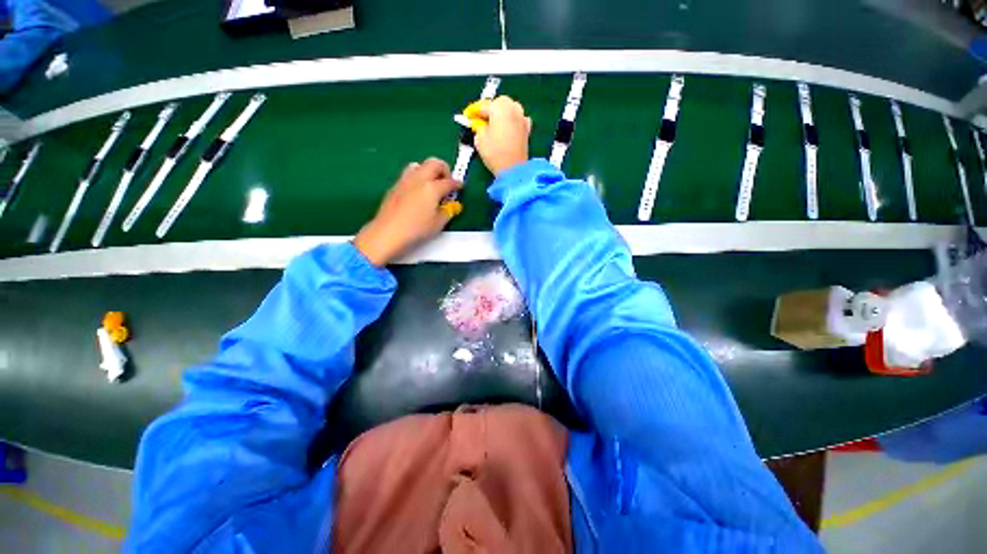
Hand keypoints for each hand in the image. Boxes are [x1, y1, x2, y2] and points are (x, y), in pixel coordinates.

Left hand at [354, 158, 461, 266]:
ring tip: (431, 185)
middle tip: (446, 182)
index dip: (457, 184)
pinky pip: (409, 174)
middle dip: (444, 170)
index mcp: (432, 187)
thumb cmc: (416, 229)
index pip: (449, 182)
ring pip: (419, 165)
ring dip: (428, 171)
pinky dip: (417, 178)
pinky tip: (418, 193)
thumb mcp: (438, 224)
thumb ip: (447, 211)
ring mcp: (404, 180)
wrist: (388, 233)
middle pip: (434, 163)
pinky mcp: (395, 186)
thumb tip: (450, 205)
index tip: (460, 187)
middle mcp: (418, 179)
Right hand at [472, 96, 531, 175]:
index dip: (473, 111)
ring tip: (493, 124)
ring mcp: (522, 117)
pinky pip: (517, 119)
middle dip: (489, 109)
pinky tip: (506, 128)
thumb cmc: (495, 153)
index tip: (467, 116)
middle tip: (480, 120)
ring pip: (510, 109)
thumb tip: (479, 123)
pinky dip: (511, 121)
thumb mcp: (480, 139)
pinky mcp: (527, 129)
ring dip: (501, 113)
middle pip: (499, 103)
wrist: (514, 169)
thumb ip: (478, 127)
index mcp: (499, 107)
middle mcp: (513, 108)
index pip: (483, 105)